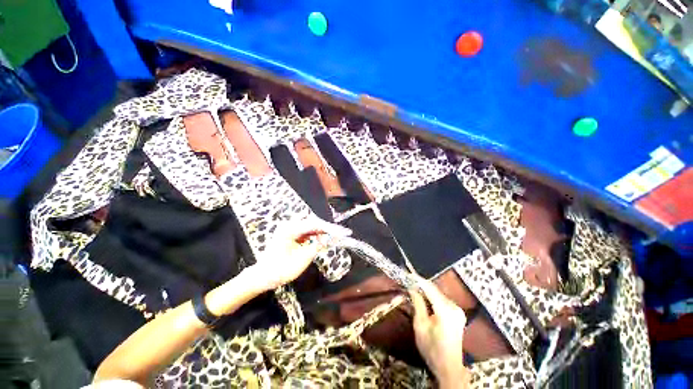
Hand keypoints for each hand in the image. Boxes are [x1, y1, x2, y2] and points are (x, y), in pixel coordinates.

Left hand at [247, 217, 351, 290]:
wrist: (263, 277)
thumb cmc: (280, 270)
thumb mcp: (302, 260)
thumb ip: (317, 246)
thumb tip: (331, 238)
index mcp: (289, 229)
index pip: (315, 225)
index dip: (331, 228)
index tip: (344, 232)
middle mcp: (289, 225)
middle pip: (314, 223)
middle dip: (328, 229)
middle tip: (342, 234)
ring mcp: (289, 228)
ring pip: (311, 226)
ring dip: (323, 231)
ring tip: (335, 237)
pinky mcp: (291, 233)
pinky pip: (306, 231)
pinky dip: (315, 235)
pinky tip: (322, 239)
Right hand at [410, 280, 469, 387]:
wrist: (449, 367)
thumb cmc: (431, 348)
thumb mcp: (420, 326)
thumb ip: (418, 304)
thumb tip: (412, 288)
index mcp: (445, 311)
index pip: (430, 288)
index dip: (418, 280)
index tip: (408, 274)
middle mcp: (454, 307)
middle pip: (435, 290)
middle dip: (421, 285)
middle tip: (408, 282)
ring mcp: (458, 310)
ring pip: (438, 294)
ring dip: (426, 291)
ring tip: (413, 289)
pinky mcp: (458, 313)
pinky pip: (442, 300)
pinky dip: (432, 297)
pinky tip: (424, 298)